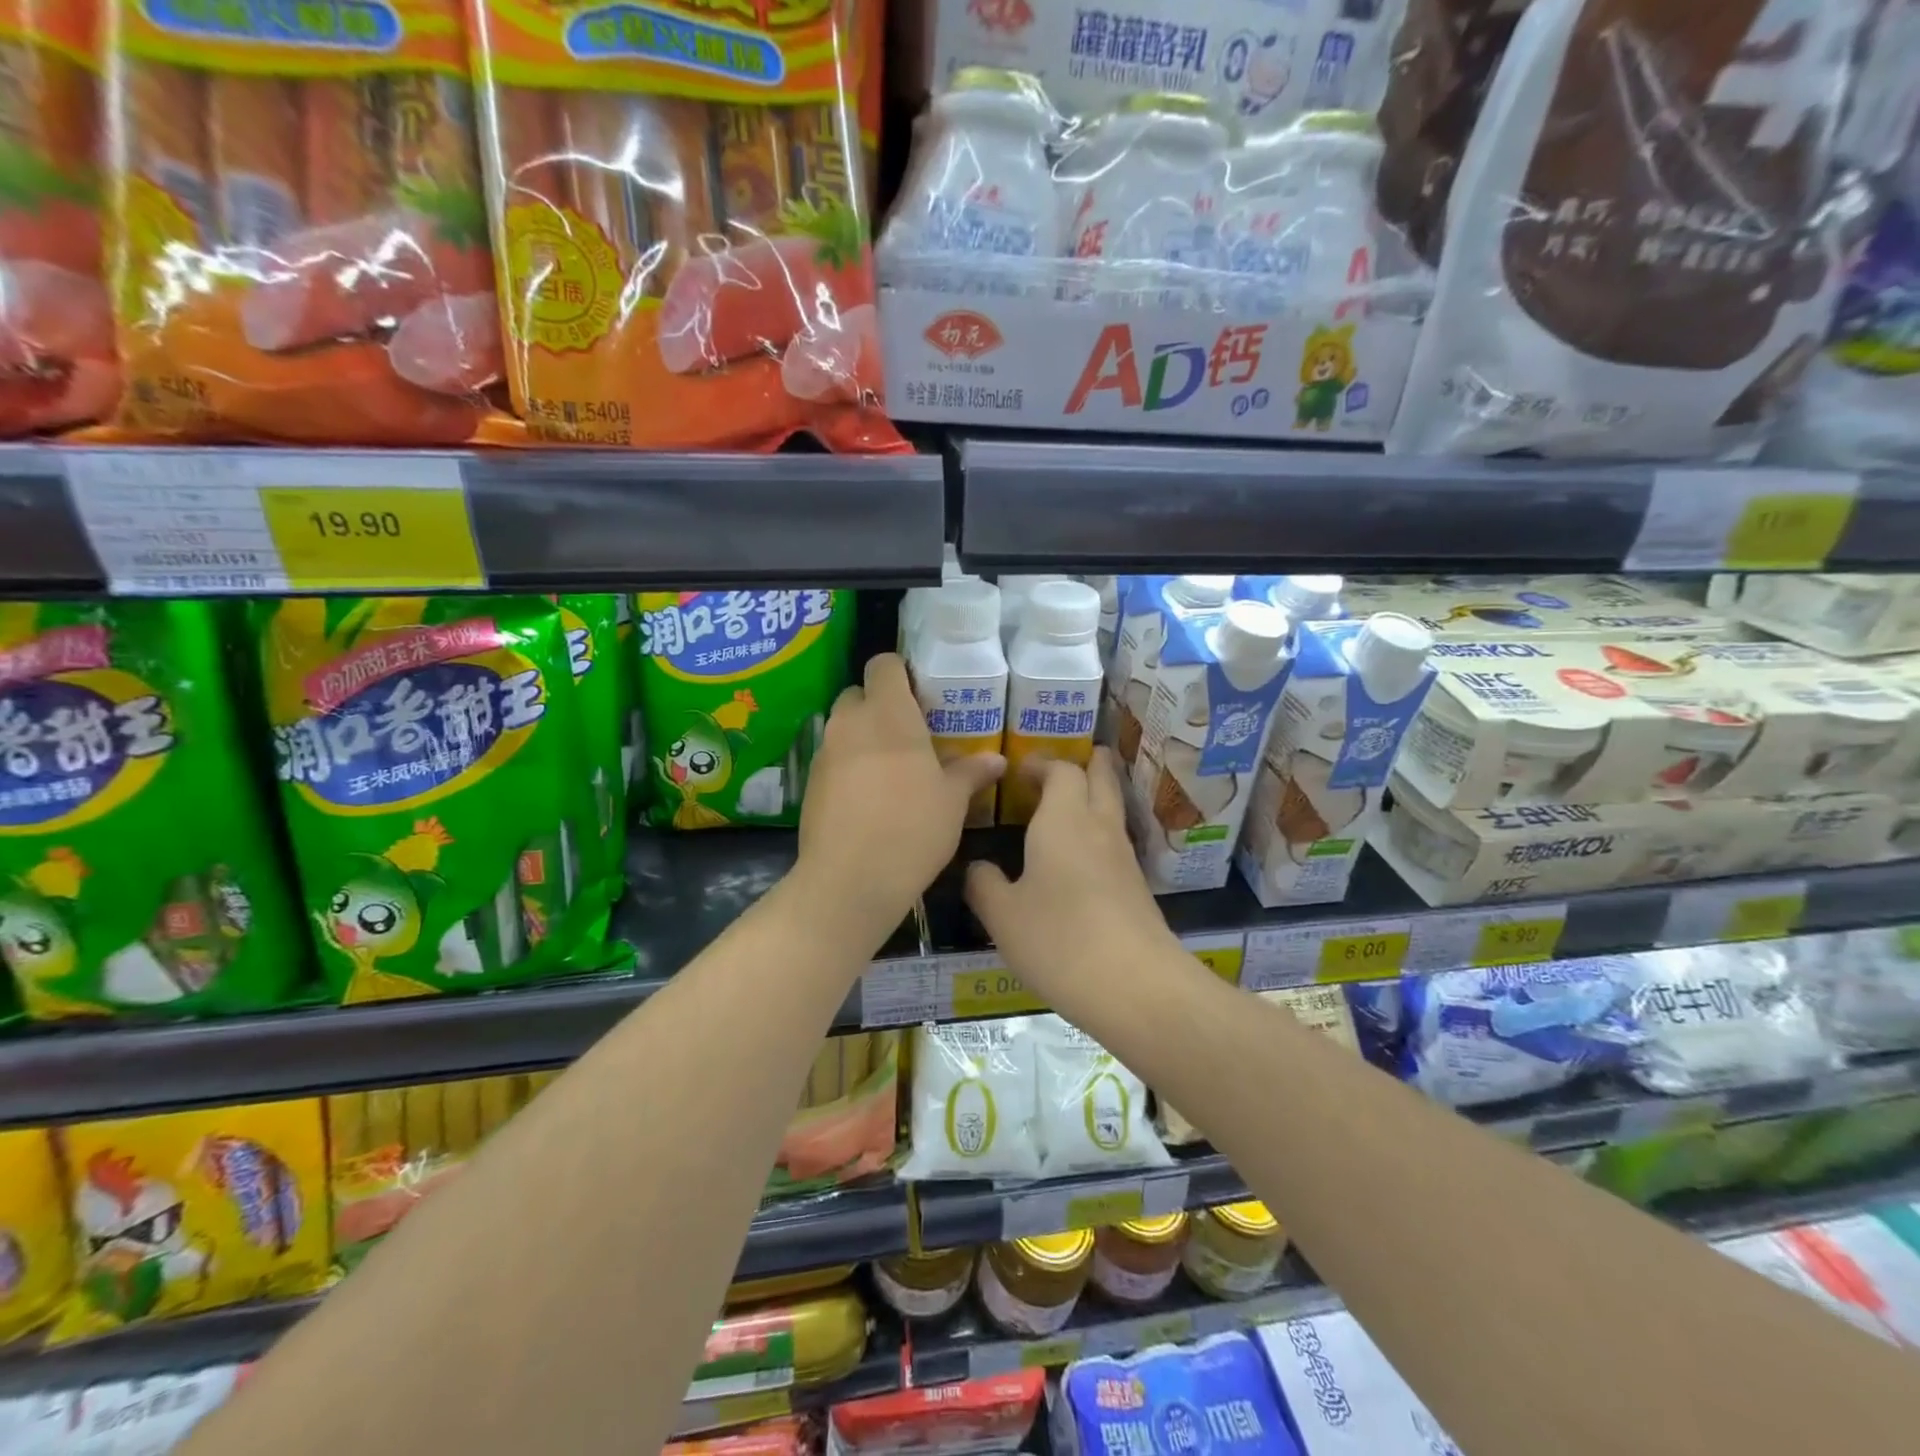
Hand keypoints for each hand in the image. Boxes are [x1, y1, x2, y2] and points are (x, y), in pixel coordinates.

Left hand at [796, 653, 1003, 945]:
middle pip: (859, 694)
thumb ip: (971, 772)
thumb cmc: (912, 828)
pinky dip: (848, 766)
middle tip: (910, 734)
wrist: (850, 880)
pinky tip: (868, 798)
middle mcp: (850, 722)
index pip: (883, 664)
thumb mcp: (952, 801)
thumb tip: (997, 760)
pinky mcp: (809, 783)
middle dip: (880, 706)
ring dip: (863, 737)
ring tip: (891, 769)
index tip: (921, 696)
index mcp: (888, 713)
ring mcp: (824, 752)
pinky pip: (832, 759)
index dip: (900, 673)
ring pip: (843, 727)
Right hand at [964, 749, 1177, 1001]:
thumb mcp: (1003, 916)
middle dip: (1088, 763)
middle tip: (1068, 762)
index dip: (1043, 764)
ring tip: (1070, 803)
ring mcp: (1124, 857)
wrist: (1136, 986)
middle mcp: (1098, 827)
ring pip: (1112, 808)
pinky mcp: (1137, 887)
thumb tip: (978, 868)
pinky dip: (1099, 831)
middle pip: (1101, 777)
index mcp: (1063, 820)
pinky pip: (1115, 841)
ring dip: (1096, 795)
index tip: (1021, 769)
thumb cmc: (1059, 940)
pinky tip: (1081, 856)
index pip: (1061, 771)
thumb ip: (983, 884)